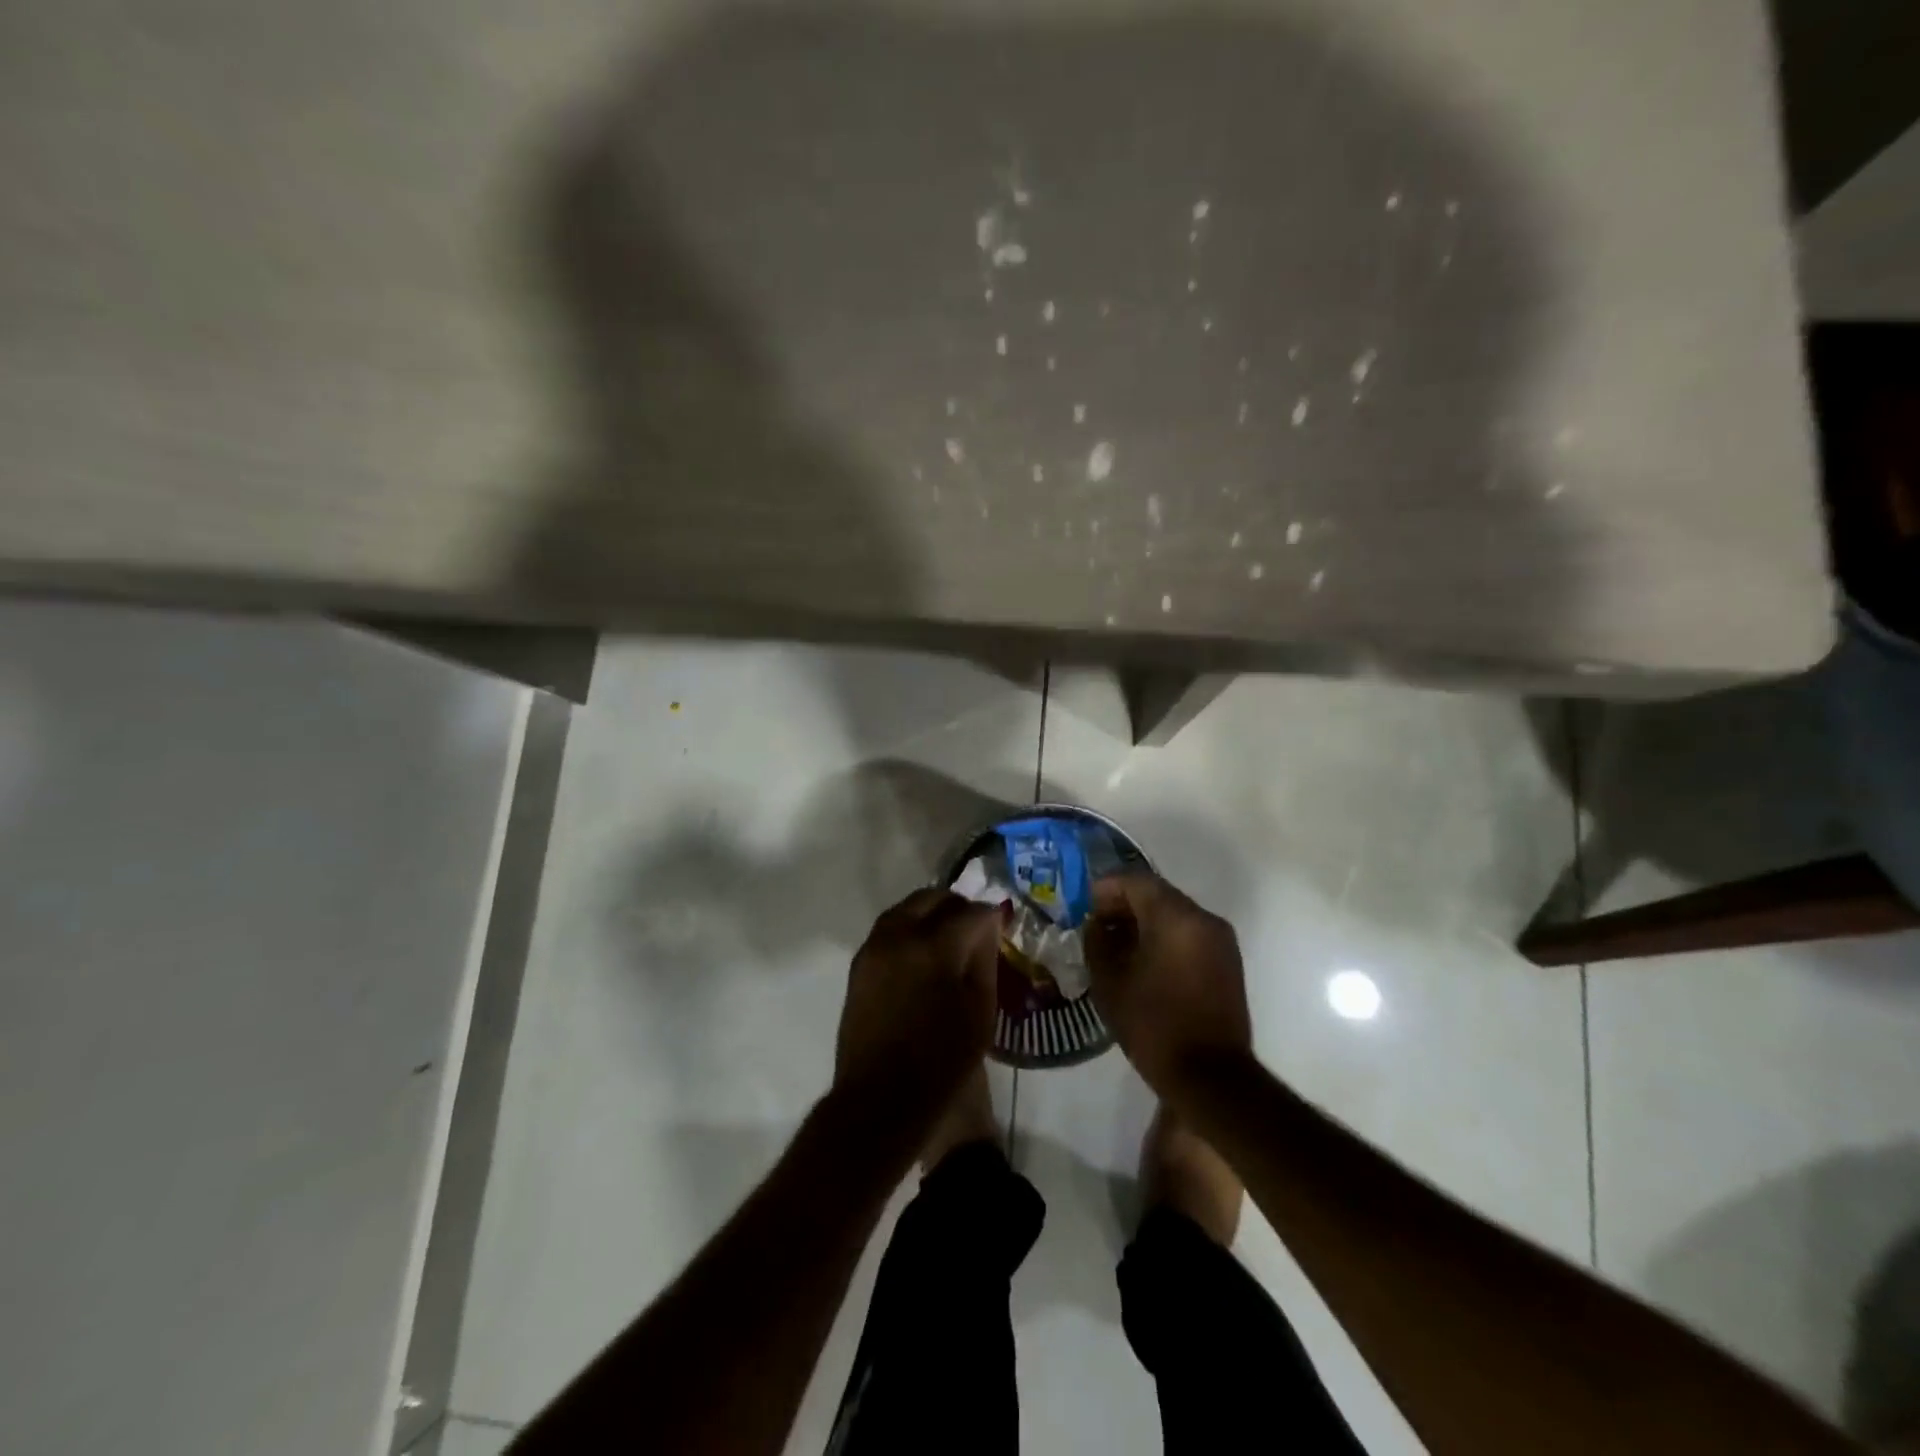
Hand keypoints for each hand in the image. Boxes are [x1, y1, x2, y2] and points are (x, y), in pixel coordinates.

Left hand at [835, 888, 1001, 1120]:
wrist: (881, 1098)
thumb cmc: (941, 1061)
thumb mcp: (980, 1011)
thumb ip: (984, 959)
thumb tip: (988, 926)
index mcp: (934, 947)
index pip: (971, 912)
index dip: (992, 916)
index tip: (1002, 925)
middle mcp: (899, 935)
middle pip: (933, 898)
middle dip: (958, 907)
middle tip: (976, 928)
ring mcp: (874, 947)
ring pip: (907, 908)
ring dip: (931, 913)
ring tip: (949, 937)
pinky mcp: (859, 963)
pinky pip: (888, 928)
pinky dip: (909, 928)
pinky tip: (923, 952)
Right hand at [1085, 873, 1251, 1098]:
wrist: (1211, 1078)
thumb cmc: (1154, 1025)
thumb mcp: (1110, 982)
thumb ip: (1098, 942)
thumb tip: (1097, 924)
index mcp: (1176, 918)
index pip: (1136, 882)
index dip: (1106, 888)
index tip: (1084, 906)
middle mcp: (1204, 919)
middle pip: (1158, 895)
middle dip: (1125, 904)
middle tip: (1097, 925)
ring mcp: (1221, 941)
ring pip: (1175, 914)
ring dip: (1145, 922)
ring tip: (1116, 945)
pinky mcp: (1227, 963)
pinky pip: (1190, 934)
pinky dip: (1165, 937)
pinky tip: (1143, 961)